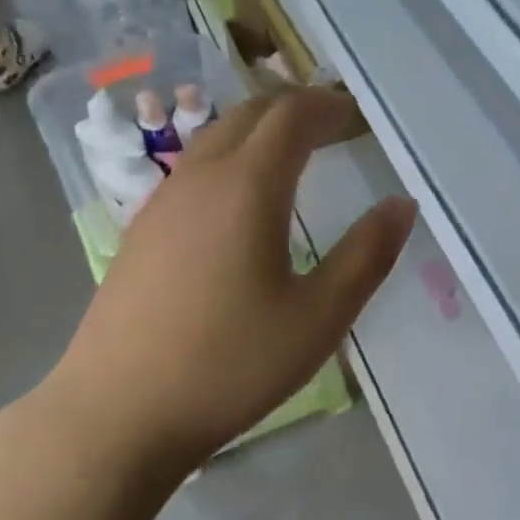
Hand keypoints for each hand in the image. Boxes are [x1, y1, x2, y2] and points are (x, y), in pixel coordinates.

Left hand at [41, 89, 414, 478]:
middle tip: (336, 126)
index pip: (291, 116)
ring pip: (216, 139)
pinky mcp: (141, 232)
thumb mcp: (319, 316)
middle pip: (250, 115)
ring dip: (261, 132)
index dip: (328, 106)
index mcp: (247, 187)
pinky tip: (244, 204)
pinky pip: (194, 171)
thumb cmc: (231, 364)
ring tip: (298, 156)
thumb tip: (401, 204)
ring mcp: (162, 203)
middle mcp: (200, 178)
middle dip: (296, 110)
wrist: (117, 413)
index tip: (358, 114)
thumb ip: (367, 254)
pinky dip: (233, 161)